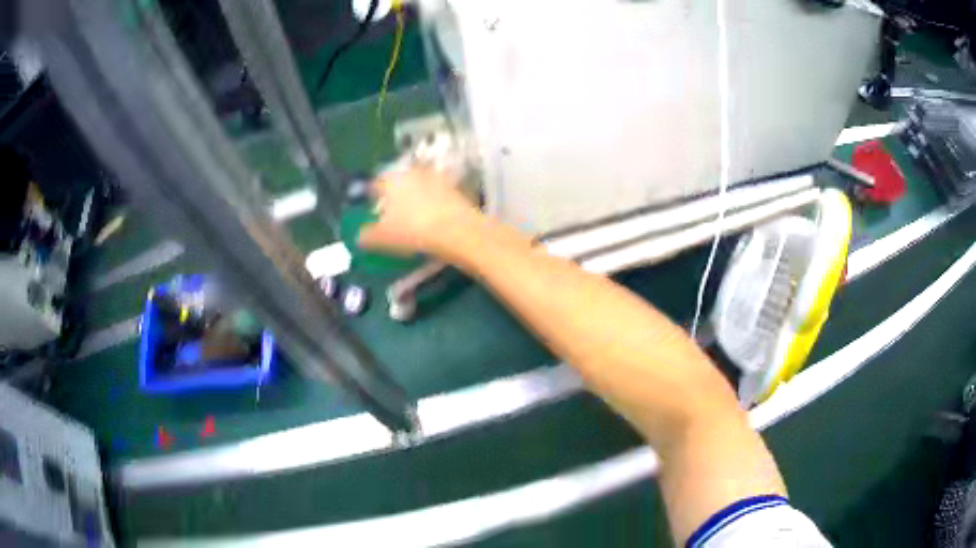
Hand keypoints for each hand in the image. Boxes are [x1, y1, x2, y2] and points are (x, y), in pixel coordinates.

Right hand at [358, 166, 482, 257]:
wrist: (458, 231)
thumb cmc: (413, 231)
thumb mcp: (383, 238)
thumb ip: (367, 236)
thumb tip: (359, 237)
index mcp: (391, 179)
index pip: (376, 184)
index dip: (372, 198)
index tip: (372, 210)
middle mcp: (412, 172)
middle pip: (398, 183)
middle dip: (394, 197)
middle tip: (393, 216)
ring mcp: (436, 177)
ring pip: (419, 187)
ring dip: (415, 198)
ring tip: (414, 219)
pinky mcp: (455, 187)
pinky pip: (437, 194)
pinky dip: (433, 204)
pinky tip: (433, 220)